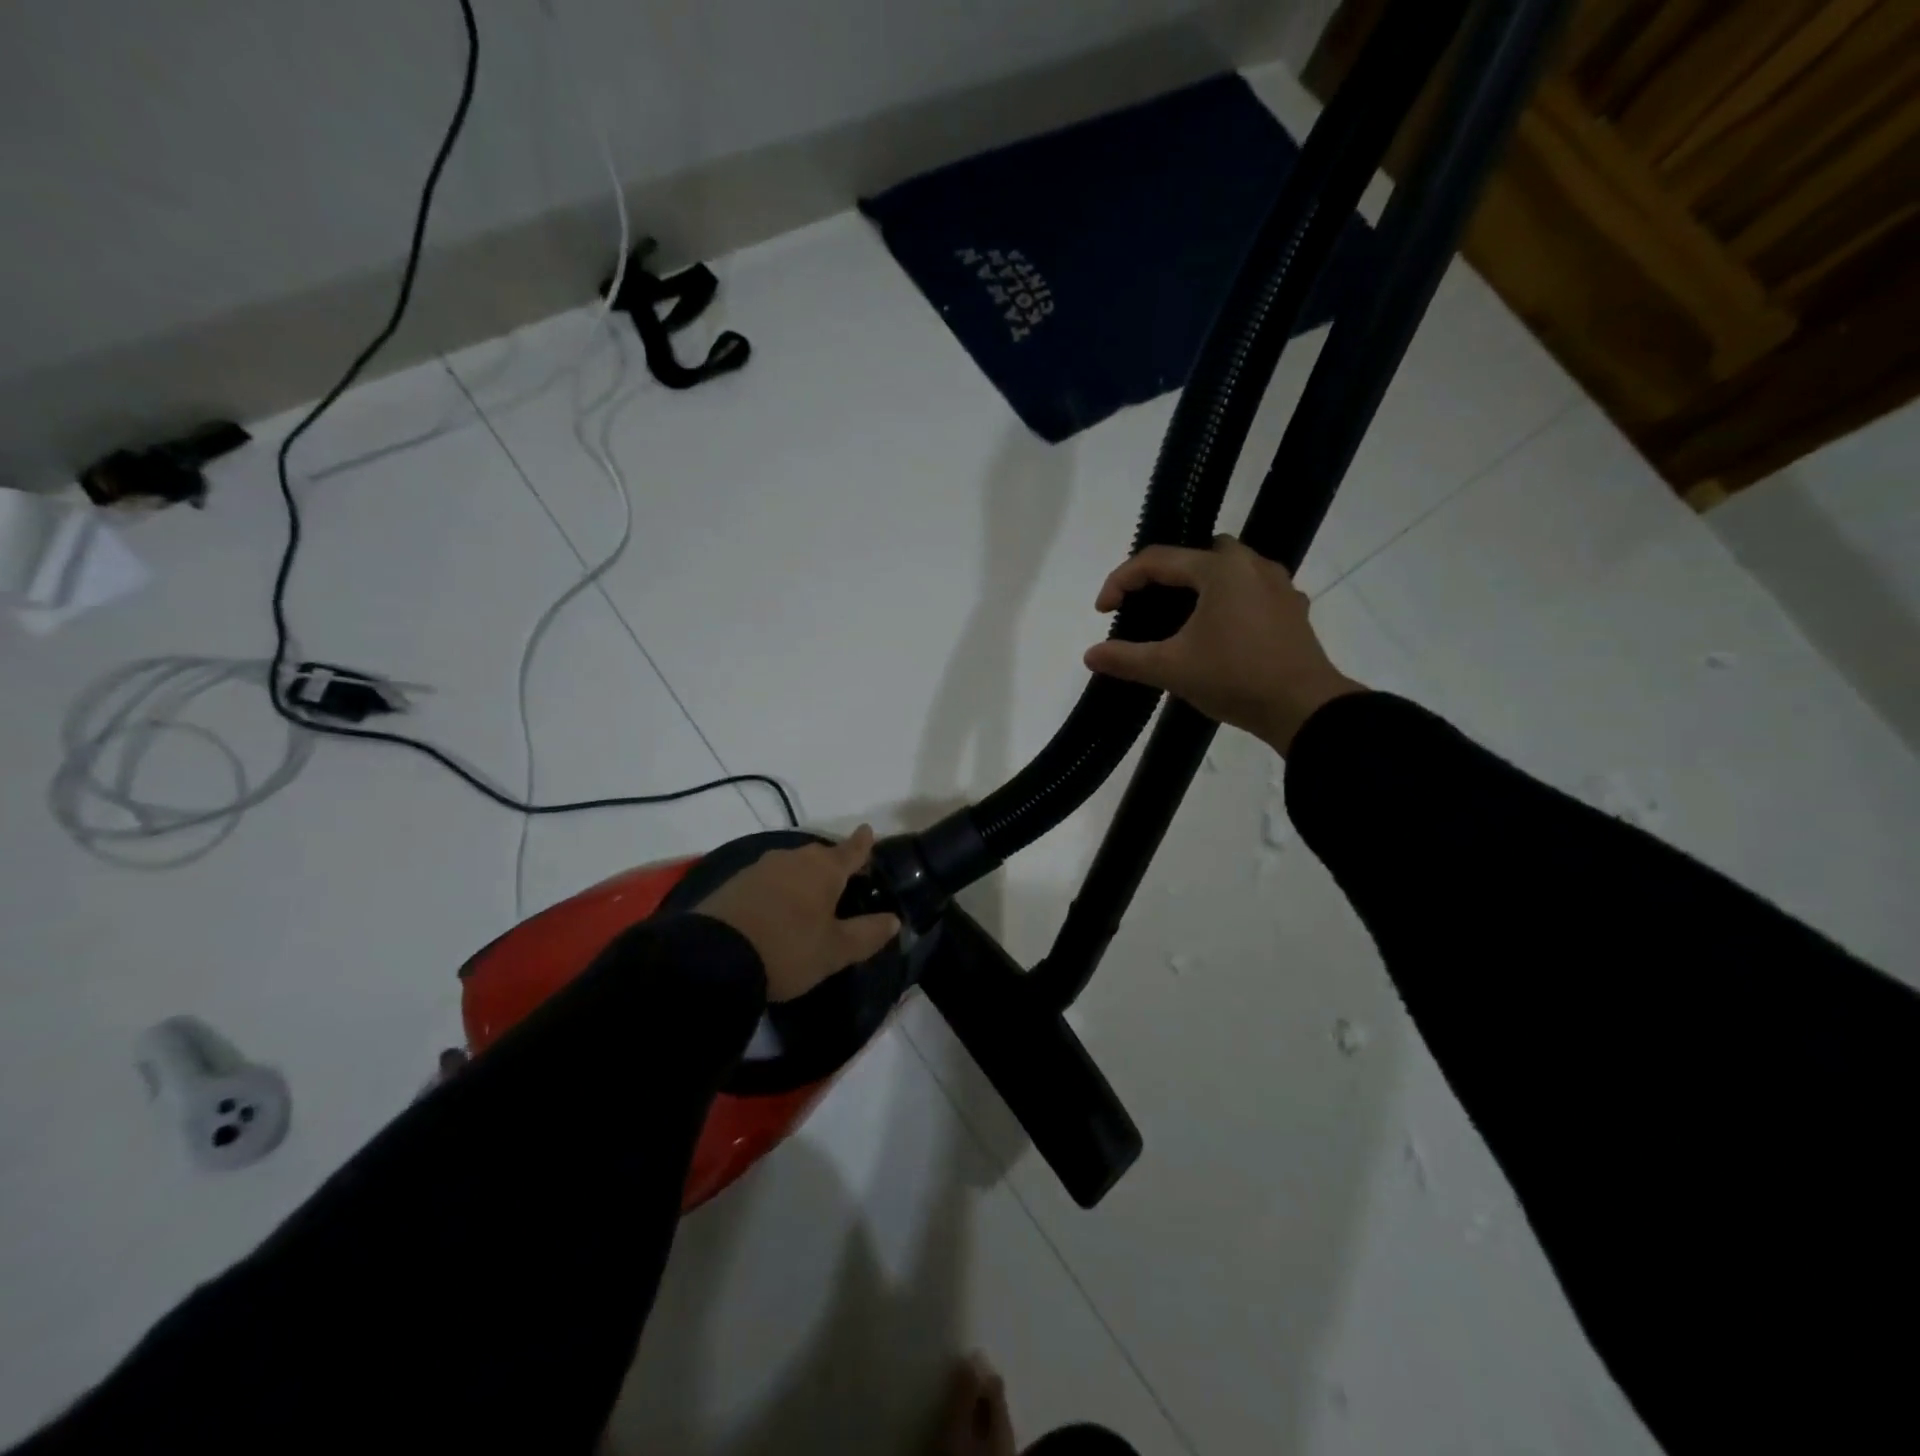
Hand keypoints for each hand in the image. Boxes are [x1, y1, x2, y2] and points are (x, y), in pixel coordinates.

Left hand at [694, 825, 901, 1002]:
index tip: (868, 830)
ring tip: (810, 897)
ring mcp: (761, 868)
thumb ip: (867, 933)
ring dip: (803, 877)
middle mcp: (794, 859)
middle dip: (833, 864)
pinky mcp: (735, 883)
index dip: (862, 843)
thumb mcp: (834, 950)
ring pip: (793, 866)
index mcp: (824, 869)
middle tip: (843, 880)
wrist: (714, 958)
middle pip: (820, 856)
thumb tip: (893, 920)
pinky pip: (769, 879)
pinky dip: (779, 889)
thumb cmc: (788, 949)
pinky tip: (777, 907)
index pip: (851, 850)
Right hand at [1084, 537, 1364, 753]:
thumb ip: (1126, 658)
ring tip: (1176, 617)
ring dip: (1196, 585)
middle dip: (1162, 575)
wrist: (1303, 709)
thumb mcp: (1171, 669)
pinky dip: (1224, 600)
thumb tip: (1090, 655)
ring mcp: (1277, 585)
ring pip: (1226, 569)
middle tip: (1142, 605)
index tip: (1103, 611)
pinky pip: (1248, 590)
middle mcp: (1251, 565)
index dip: (1121, 581)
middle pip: (1195, 555)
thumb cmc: (1234, 678)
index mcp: (1220, 569)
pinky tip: (1216, 629)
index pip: (1157, 561)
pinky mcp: (1291, 609)